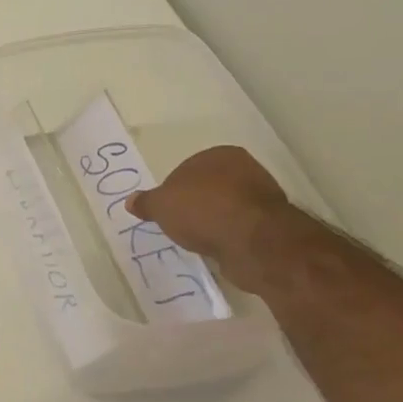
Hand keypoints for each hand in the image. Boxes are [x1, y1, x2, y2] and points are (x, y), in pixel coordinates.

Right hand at [129, 146, 289, 279]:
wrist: (252, 240)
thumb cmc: (202, 210)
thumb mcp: (161, 206)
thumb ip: (145, 202)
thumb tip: (131, 201)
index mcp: (219, 155)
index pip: (186, 169)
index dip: (172, 191)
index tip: (165, 211)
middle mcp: (245, 168)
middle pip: (207, 187)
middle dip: (194, 205)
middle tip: (178, 225)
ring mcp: (261, 195)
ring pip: (225, 207)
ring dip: (212, 221)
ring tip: (198, 239)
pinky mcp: (271, 222)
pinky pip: (239, 226)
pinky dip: (227, 235)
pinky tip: (217, 246)